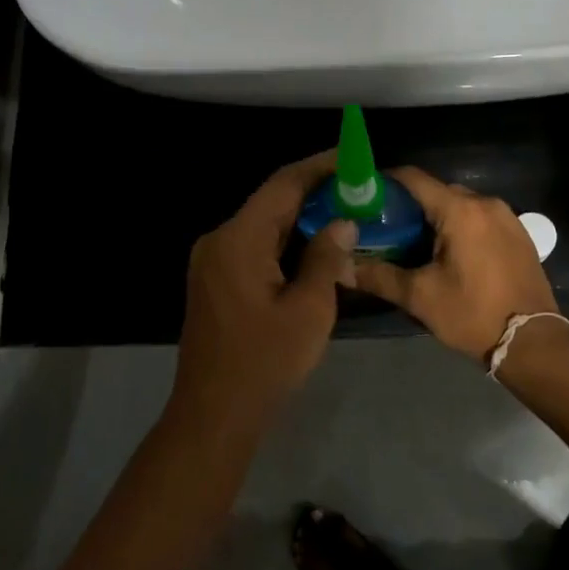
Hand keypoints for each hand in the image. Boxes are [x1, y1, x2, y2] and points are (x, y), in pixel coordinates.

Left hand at [172, 152, 356, 427]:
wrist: (215, 412)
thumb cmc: (265, 361)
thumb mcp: (309, 309)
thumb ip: (325, 258)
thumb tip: (342, 222)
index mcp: (238, 239)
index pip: (282, 185)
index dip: (319, 167)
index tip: (352, 157)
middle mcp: (218, 240)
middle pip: (270, 203)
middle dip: (314, 193)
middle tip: (357, 189)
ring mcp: (212, 262)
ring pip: (262, 226)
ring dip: (300, 219)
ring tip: (343, 214)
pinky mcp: (214, 281)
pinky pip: (253, 247)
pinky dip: (284, 242)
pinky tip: (313, 248)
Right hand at [353, 167, 560, 362]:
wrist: (532, 340)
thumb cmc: (472, 314)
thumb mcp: (420, 296)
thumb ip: (378, 276)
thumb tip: (342, 267)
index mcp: (460, 211)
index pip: (414, 179)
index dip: (386, 182)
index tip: (364, 195)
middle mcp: (486, 203)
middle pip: (438, 191)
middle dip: (410, 205)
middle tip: (384, 227)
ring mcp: (507, 217)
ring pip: (460, 205)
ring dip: (436, 217)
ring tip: (412, 242)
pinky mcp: (518, 234)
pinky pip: (480, 218)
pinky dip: (459, 226)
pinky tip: (446, 252)